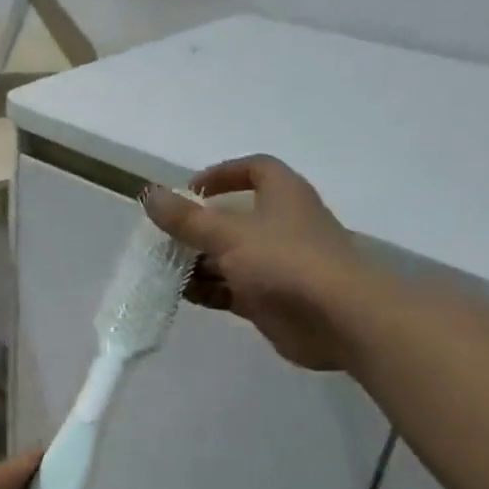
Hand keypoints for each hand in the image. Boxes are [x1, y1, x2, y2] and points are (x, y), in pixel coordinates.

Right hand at [143, 155, 365, 370]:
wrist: (339, 319)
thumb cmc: (285, 262)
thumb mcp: (228, 234)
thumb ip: (186, 218)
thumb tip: (149, 194)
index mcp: (282, 196)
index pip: (254, 169)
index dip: (222, 174)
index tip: (190, 190)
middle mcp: (282, 225)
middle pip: (235, 218)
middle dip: (199, 227)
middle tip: (167, 237)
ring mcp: (277, 264)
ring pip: (230, 257)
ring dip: (200, 263)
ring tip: (168, 269)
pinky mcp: (272, 298)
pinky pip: (233, 289)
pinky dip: (211, 290)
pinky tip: (186, 296)